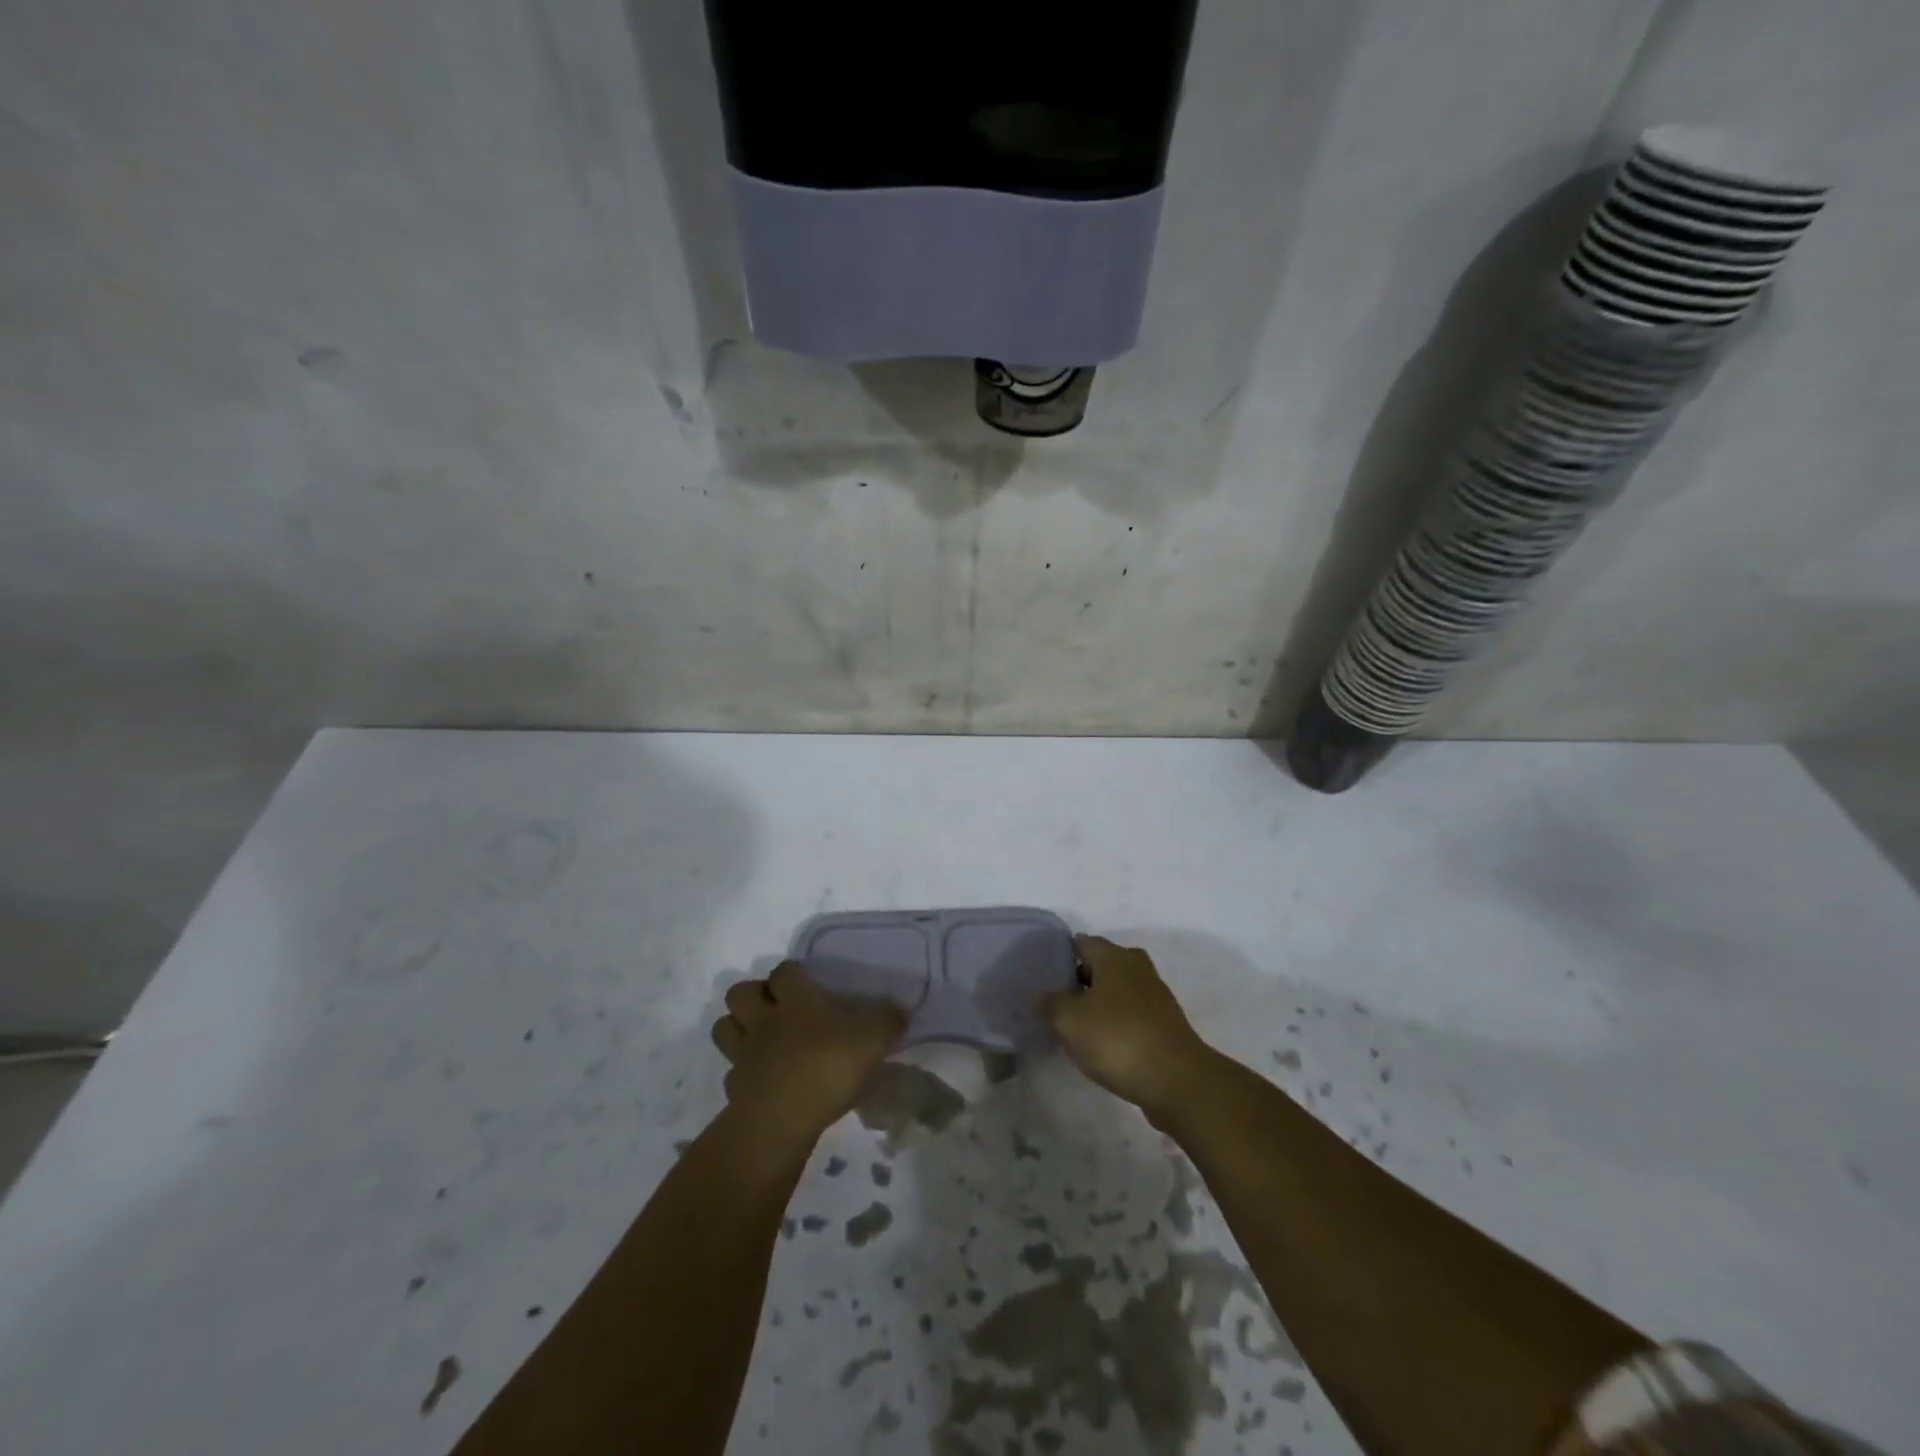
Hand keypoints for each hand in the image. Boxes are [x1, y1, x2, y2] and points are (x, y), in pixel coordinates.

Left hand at [711, 961, 903, 1144]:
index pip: (784, 971)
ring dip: (738, 1028)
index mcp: (795, 999)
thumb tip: (900, 1009)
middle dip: (753, 995)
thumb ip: (888, 1019)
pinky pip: (732, 1073)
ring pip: (725, 1027)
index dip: (792, 974)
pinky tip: (762, 1082)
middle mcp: (764, 1019)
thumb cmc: (828, 1065)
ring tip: (761, 1038)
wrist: (782, 1119)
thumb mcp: (874, 1037)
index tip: (807, 983)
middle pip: (740, 992)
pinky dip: (742, 1074)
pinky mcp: (735, 1089)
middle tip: (776, 1008)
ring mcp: (744, 1054)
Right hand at [1043, 935, 1216, 1125]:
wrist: (1177, 1080)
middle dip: (1078, 980)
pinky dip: (1115, 1023)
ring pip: (1116, 990)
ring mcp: (1154, 995)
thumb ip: (1050, 1004)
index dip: (1060, 955)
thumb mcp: (1069, 1021)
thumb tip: (1042, 996)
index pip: (1081, 942)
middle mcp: (1137, 967)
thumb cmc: (1117, 1039)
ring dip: (1097, 1003)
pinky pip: (1130, 1014)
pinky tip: (1100, 1044)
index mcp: (1114, 956)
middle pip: (1100, 965)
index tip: (1042, 973)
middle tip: (1054, 1000)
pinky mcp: (1164, 1024)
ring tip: (1073, 1025)